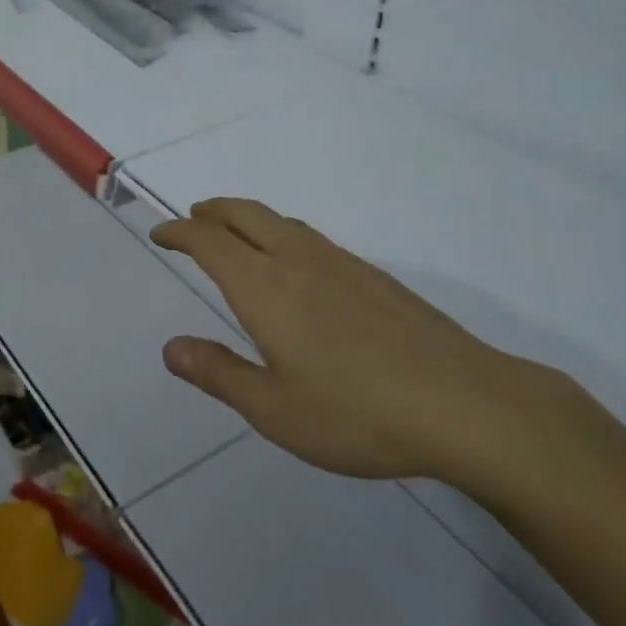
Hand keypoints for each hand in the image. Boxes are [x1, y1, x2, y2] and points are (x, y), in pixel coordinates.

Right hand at [150, 199, 562, 485]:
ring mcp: (342, 264)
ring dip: (248, 218)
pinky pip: (312, 237)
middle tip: (192, 219)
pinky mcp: (375, 276)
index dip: (180, 232)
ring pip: (282, 221)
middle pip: (246, 214)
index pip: (210, 242)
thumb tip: (171, 348)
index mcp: (265, 288)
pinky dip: (283, 233)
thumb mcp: (274, 409)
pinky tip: (296, 264)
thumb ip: (219, 374)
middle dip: (213, 212)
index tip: (161, 234)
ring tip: (235, 233)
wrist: (464, 404)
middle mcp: (299, 262)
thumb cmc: (356, 413)